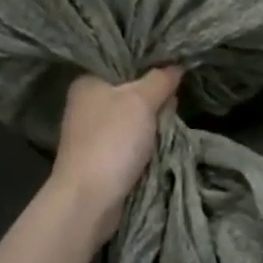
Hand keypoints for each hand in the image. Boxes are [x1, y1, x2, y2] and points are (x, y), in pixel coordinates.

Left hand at [51, 68, 183, 241]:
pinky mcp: (100, 156)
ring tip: (172, 121)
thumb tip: (177, 65)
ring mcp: (92, 132)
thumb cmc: (112, 140)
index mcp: (87, 81)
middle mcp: (86, 103)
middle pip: (131, 91)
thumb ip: (161, 79)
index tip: (174, 69)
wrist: (90, 199)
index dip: (149, 64)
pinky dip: (145, 142)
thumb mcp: (142, 101)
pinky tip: (161, 142)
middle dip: (155, 97)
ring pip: (133, 117)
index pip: (123, 63)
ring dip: (153, 122)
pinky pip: (130, 140)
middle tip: (176, 99)